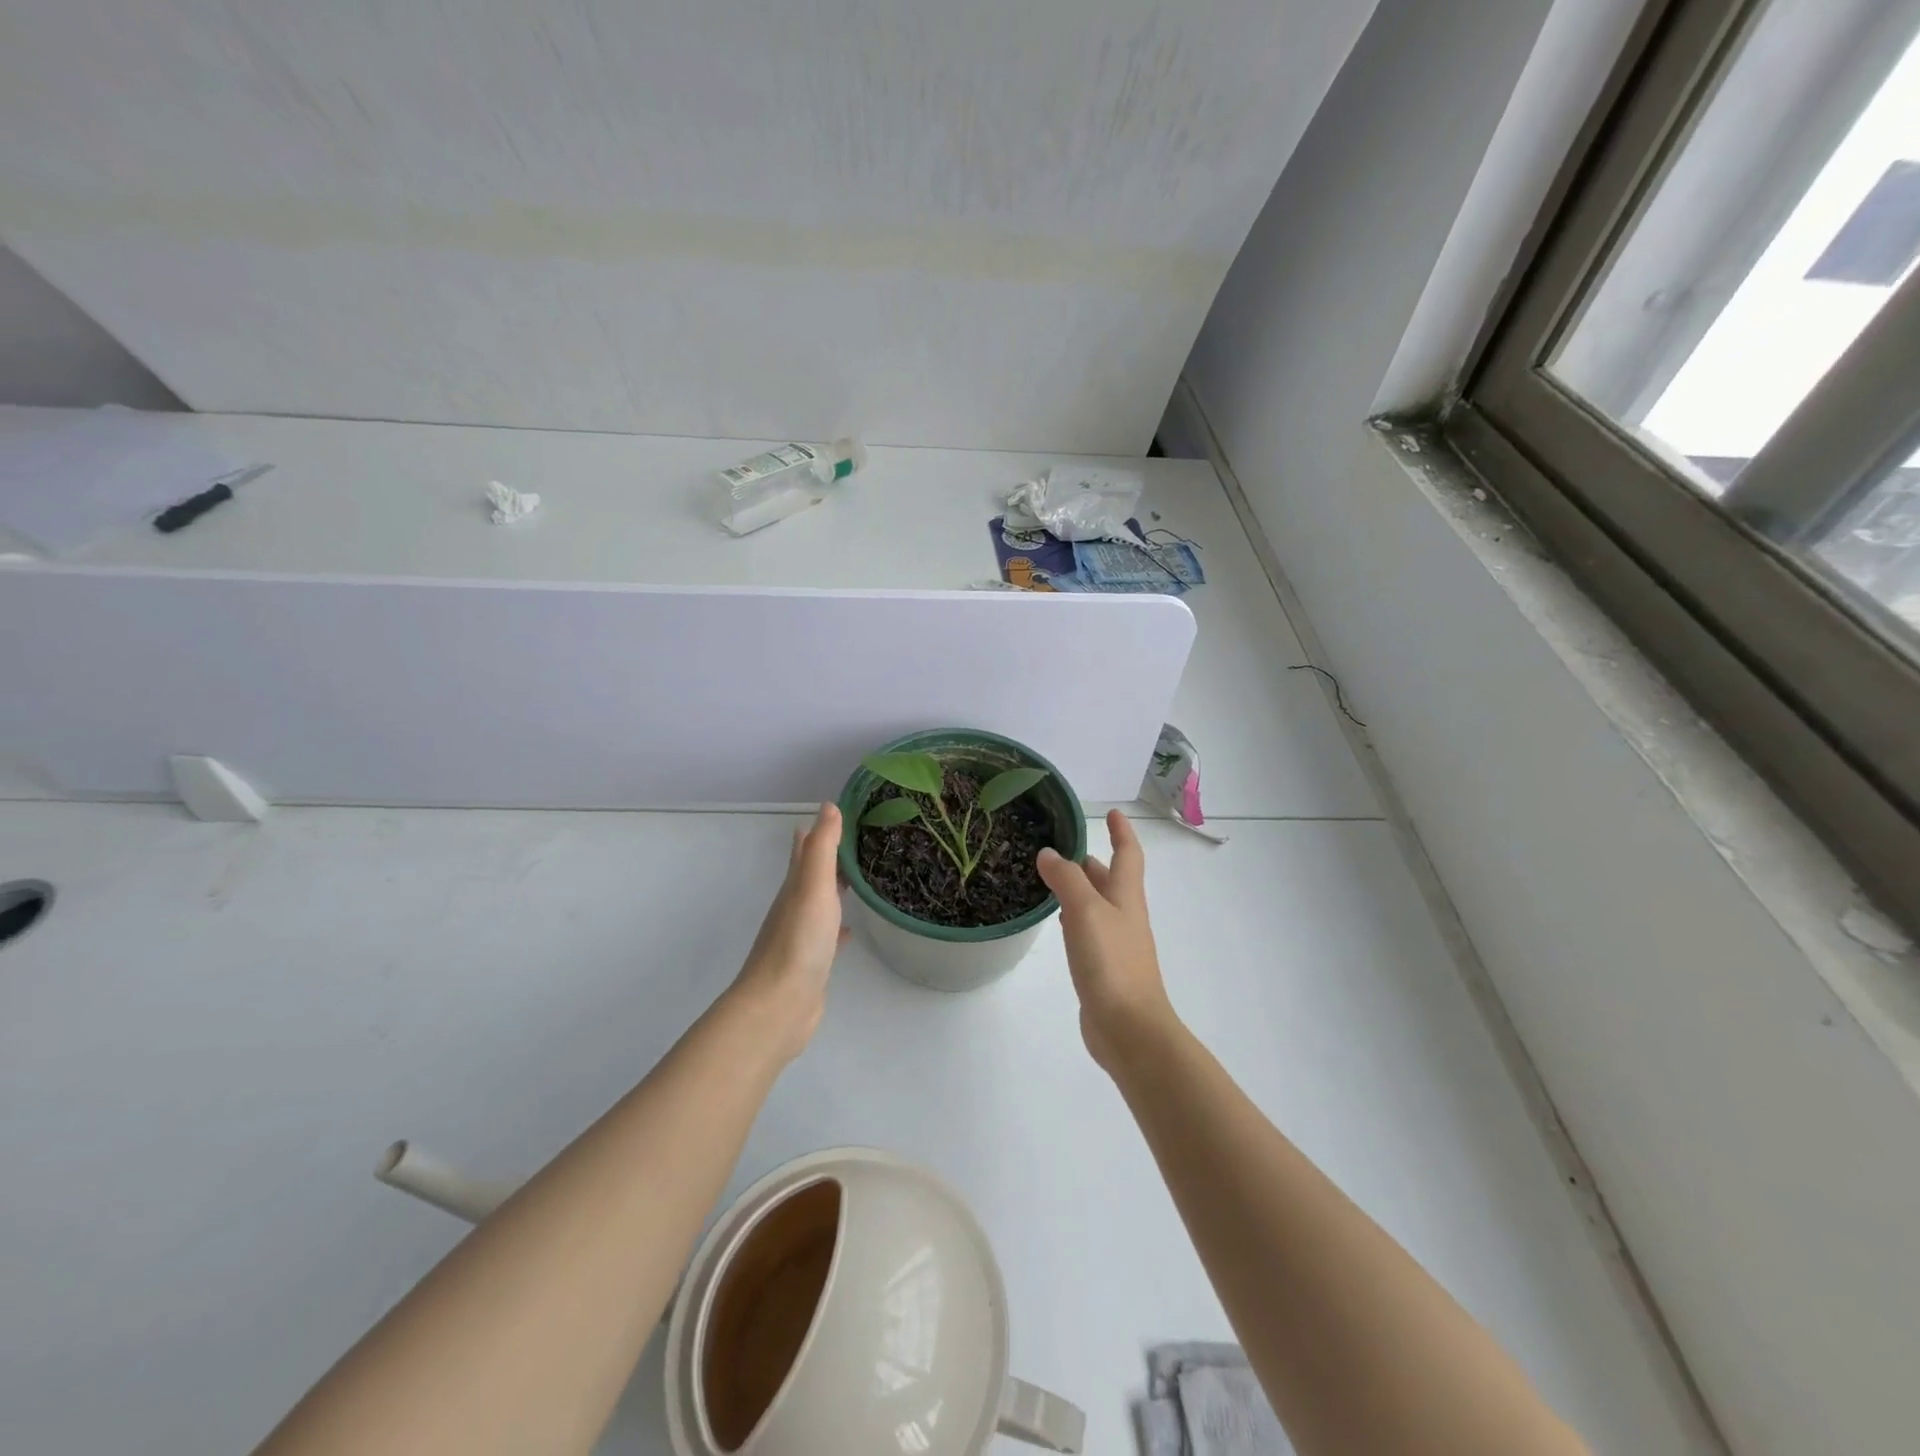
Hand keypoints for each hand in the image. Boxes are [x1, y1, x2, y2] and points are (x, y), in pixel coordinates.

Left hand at [731, 804, 847, 1062]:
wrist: (779, 1006)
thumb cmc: (798, 942)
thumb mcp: (813, 888)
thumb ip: (822, 848)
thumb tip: (828, 806)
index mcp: (795, 888)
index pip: (805, 850)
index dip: (818, 831)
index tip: (838, 812)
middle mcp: (795, 908)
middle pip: (812, 875)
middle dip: (828, 857)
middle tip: (854, 839)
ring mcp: (802, 937)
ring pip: (820, 904)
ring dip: (835, 890)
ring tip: (857, 878)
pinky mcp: (812, 963)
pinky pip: (828, 936)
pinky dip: (839, 928)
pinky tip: (850, 931)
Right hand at [1037, 809, 1177, 1073]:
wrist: (1130, 1029)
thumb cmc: (1112, 963)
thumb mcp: (1086, 912)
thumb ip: (1066, 879)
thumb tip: (1049, 853)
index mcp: (1126, 897)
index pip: (1128, 854)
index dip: (1122, 832)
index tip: (1112, 812)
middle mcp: (1124, 916)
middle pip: (1111, 879)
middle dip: (1092, 860)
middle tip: (1064, 845)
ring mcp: (1116, 944)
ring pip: (1097, 905)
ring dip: (1081, 888)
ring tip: (1052, 877)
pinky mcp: (1103, 969)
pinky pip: (1088, 931)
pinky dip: (1074, 918)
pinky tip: (1059, 923)